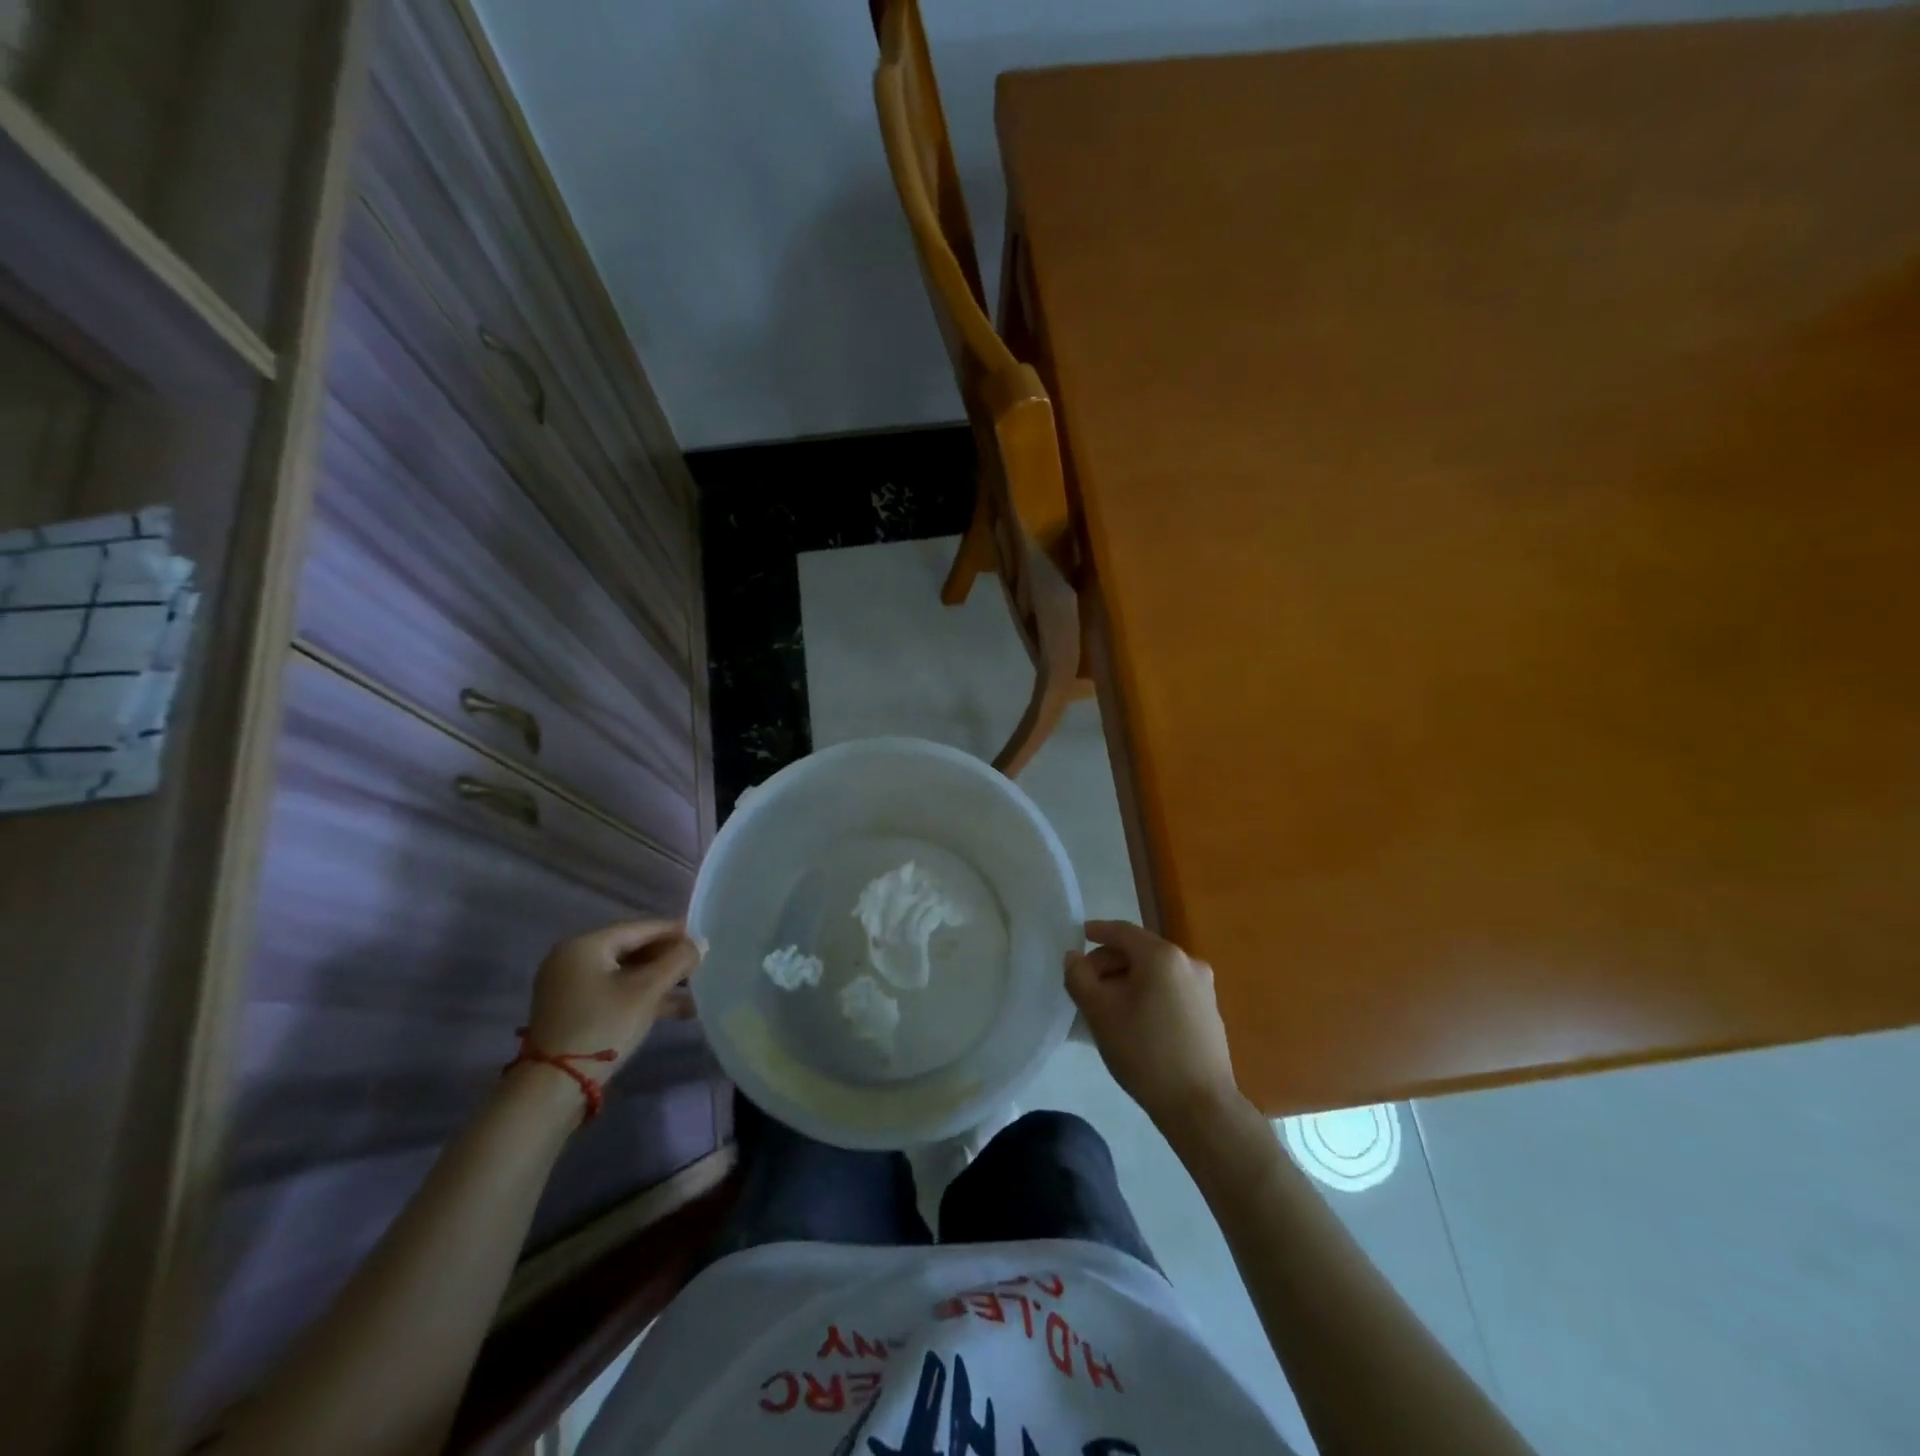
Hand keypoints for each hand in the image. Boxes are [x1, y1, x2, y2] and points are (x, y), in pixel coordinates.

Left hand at [524, 919, 700, 1077]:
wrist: (553, 1087)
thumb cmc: (602, 1026)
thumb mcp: (645, 991)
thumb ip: (677, 962)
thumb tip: (701, 943)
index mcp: (584, 946)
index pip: (638, 928)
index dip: (673, 932)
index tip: (702, 938)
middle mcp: (573, 959)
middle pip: (632, 950)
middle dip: (667, 959)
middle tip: (699, 965)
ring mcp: (571, 987)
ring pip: (626, 974)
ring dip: (660, 981)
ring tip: (695, 990)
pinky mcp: (574, 1010)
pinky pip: (615, 992)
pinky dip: (643, 997)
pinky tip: (677, 1009)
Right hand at [1066, 920, 1241, 1132]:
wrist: (1201, 1105)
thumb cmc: (1145, 1052)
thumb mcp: (1099, 1013)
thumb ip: (1079, 977)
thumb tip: (1074, 957)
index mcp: (1162, 955)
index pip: (1122, 931)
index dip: (1097, 931)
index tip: (1078, 937)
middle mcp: (1187, 962)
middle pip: (1139, 951)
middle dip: (1109, 962)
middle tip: (1085, 984)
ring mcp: (1203, 988)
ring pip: (1155, 972)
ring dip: (1127, 980)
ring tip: (1106, 1006)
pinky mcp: (1209, 1012)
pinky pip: (1170, 990)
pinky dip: (1147, 994)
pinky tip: (1133, 1021)